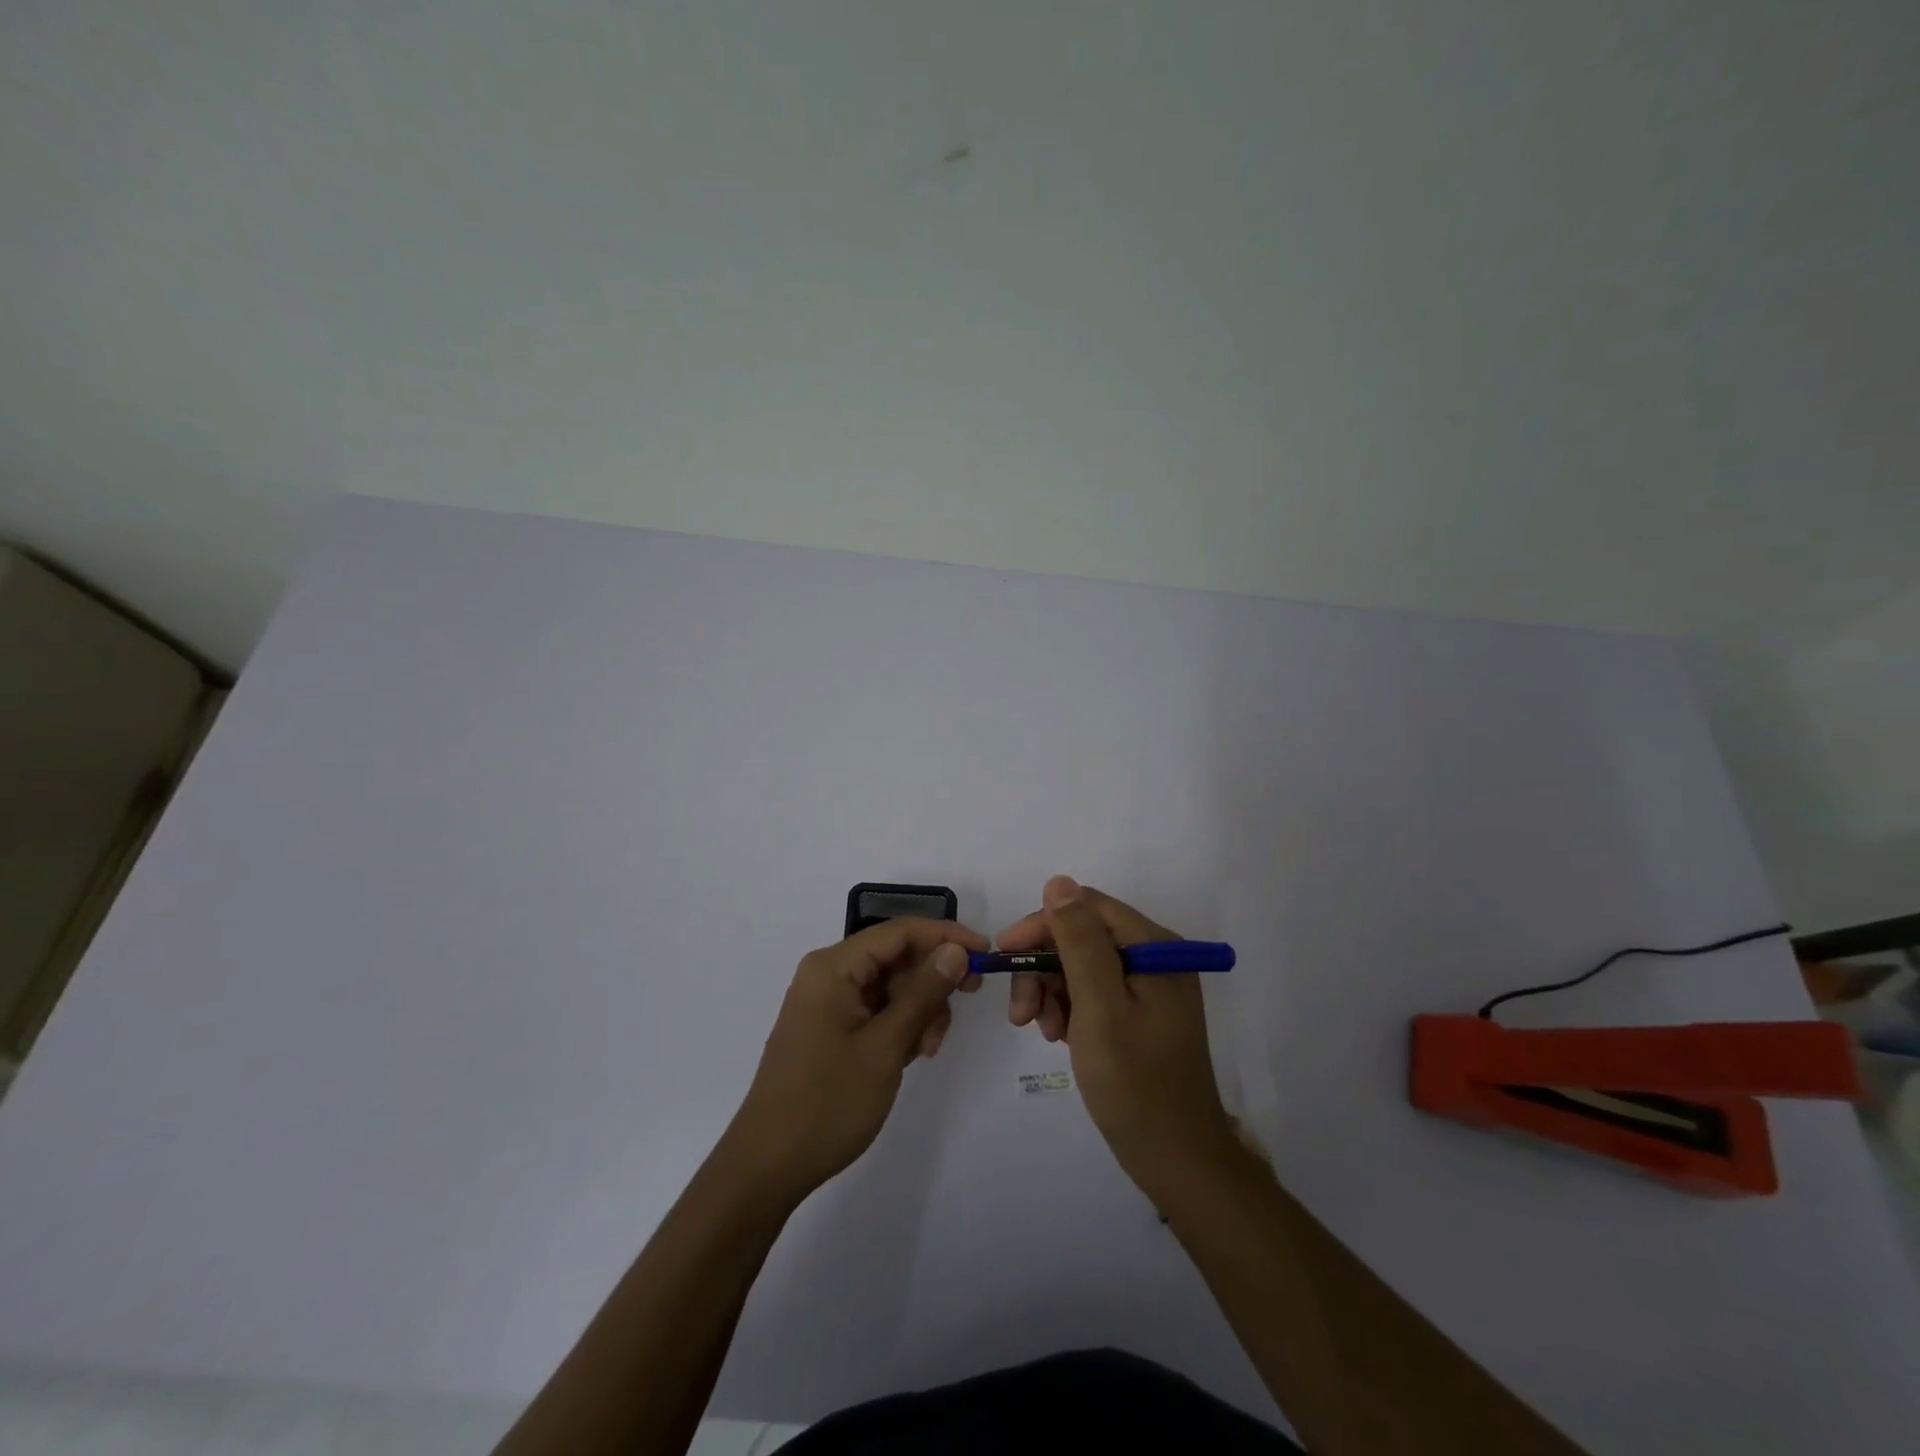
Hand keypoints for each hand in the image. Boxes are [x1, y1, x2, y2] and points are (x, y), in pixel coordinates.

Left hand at [724, 917, 988, 1203]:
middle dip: (932, 980)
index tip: (985, 954)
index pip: (899, 932)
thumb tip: (955, 950)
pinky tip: (912, 1054)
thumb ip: (923, 994)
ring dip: (919, 1008)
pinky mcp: (830, 1028)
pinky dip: (900, 1025)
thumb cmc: (827, 1102)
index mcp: (833, 967)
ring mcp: (827, 1002)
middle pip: (896, 957)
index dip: (945, 936)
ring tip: (927, 1049)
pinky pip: (876, 1009)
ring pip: (890, 985)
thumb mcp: (885, 1046)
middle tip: (966, 1004)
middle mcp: (828, 974)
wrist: (768, 1166)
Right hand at [1000, 876, 1234, 1191]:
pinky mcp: (1139, 1013)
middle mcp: (1154, 957)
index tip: (1005, 956)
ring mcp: (1148, 986)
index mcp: (1153, 947)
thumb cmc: (1135, 1083)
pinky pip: (1092, 992)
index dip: (1041, 925)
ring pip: (1081, 966)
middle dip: (1044, 967)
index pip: (1086, 909)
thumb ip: (1079, 942)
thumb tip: (1058, 882)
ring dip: (1052, 991)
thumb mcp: (1099, 1007)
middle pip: (1082, 937)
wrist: (1177, 1161)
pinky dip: (1068, 1009)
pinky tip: (1059, 1037)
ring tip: (1041, 1031)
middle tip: (1020, 1012)